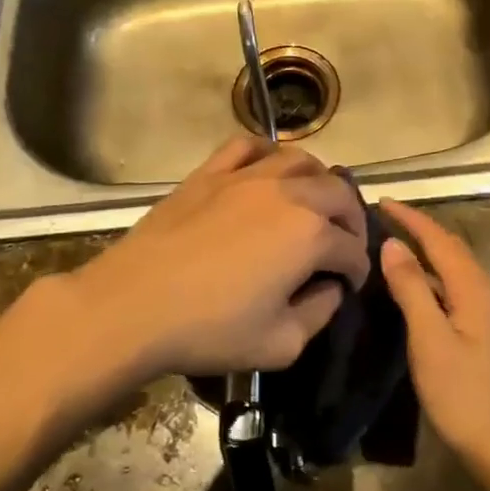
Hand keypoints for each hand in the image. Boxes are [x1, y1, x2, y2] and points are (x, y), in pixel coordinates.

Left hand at [49, 138, 370, 379]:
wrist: (133, 305)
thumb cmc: (210, 330)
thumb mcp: (281, 344)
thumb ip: (319, 315)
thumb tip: (330, 289)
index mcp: (311, 235)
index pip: (351, 248)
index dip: (356, 270)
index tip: (348, 286)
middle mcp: (288, 194)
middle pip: (338, 193)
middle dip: (350, 219)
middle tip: (342, 243)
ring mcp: (247, 176)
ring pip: (299, 160)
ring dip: (317, 180)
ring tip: (313, 201)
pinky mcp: (210, 172)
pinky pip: (247, 146)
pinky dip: (267, 153)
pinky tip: (267, 169)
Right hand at [379, 200, 489, 480]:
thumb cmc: (465, 396)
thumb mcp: (430, 340)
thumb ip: (412, 290)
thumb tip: (394, 245)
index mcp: (475, 289)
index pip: (440, 240)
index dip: (411, 218)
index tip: (382, 202)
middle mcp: (488, 294)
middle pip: (453, 250)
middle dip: (421, 230)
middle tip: (386, 220)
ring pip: (457, 271)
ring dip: (429, 254)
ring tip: (397, 249)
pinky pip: (459, 291)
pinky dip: (436, 279)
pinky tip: (420, 294)